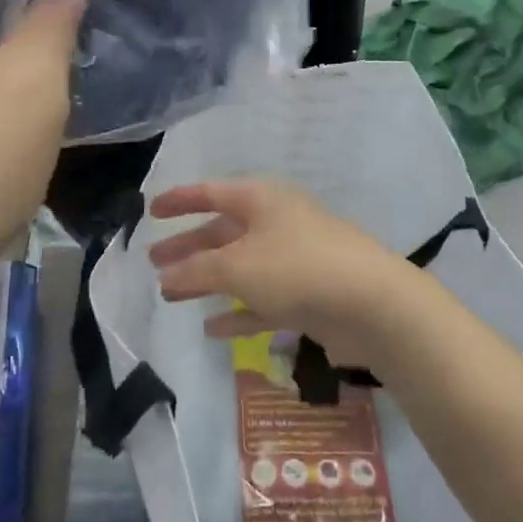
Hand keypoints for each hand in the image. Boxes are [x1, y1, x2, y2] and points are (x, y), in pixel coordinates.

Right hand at [146, 180, 421, 369]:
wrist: (371, 303)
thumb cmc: (296, 268)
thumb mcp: (237, 266)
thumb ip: (197, 270)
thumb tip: (167, 275)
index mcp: (260, 199)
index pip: (211, 192)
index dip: (180, 200)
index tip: (151, 210)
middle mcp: (276, 222)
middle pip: (222, 231)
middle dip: (188, 247)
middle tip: (154, 262)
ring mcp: (293, 259)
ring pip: (239, 267)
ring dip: (206, 279)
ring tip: (171, 294)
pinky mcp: (306, 294)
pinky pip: (261, 300)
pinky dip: (237, 311)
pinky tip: (212, 329)